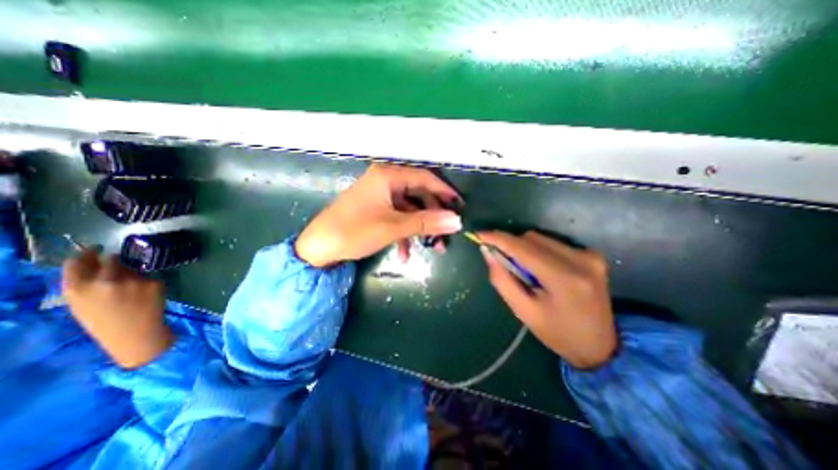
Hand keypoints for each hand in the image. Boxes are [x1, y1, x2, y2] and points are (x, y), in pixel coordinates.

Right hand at [63, 249, 172, 369]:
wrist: (136, 334)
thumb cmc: (105, 323)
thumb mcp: (81, 305)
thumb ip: (85, 284)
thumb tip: (94, 262)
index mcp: (77, 289)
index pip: (77, 262)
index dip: (87, 254)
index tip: (94, 249)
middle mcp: (105, 281)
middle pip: (110, 259)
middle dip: (113, 260)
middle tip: (117, 264)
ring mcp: (132, 280)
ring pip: (132, 268)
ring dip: (131, 274)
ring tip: (131, 292)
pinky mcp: (153, 281)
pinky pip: (148, 277)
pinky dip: (146, 282)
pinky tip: (144, 295)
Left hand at [296, 163, 464, 267]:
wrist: (319, 247)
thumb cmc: (355, 231)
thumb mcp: (393, 227)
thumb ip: (426, 222)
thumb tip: (456, 220)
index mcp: (388, 176)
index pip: (425, 178)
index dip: (445, 191)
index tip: (460, 206)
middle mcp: (385, 181)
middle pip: (418, 194)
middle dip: (433, 216)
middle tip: (446, 233)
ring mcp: (380, 196)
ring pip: (409, 209)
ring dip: (420, 228)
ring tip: (432, 248)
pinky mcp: (375, 209)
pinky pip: (397, 217)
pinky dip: (404, 233)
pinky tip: (404, 254)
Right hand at [478, 230, 613, 368]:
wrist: (601, 346)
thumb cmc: (557, 333)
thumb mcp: (523, 311)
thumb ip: (502, 279)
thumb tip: (487, 252)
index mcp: (563, 279)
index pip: (523, 248)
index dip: (498, 239)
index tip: (479, 234)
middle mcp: (580, 260)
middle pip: (531, 238)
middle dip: (511, 246)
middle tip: (502, 262)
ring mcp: (589, 255)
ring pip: (541, 238)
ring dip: (524, 248)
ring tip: (524, 270)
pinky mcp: (592, 254)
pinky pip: (552, 243)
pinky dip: (538, 250)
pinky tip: (540, 268)